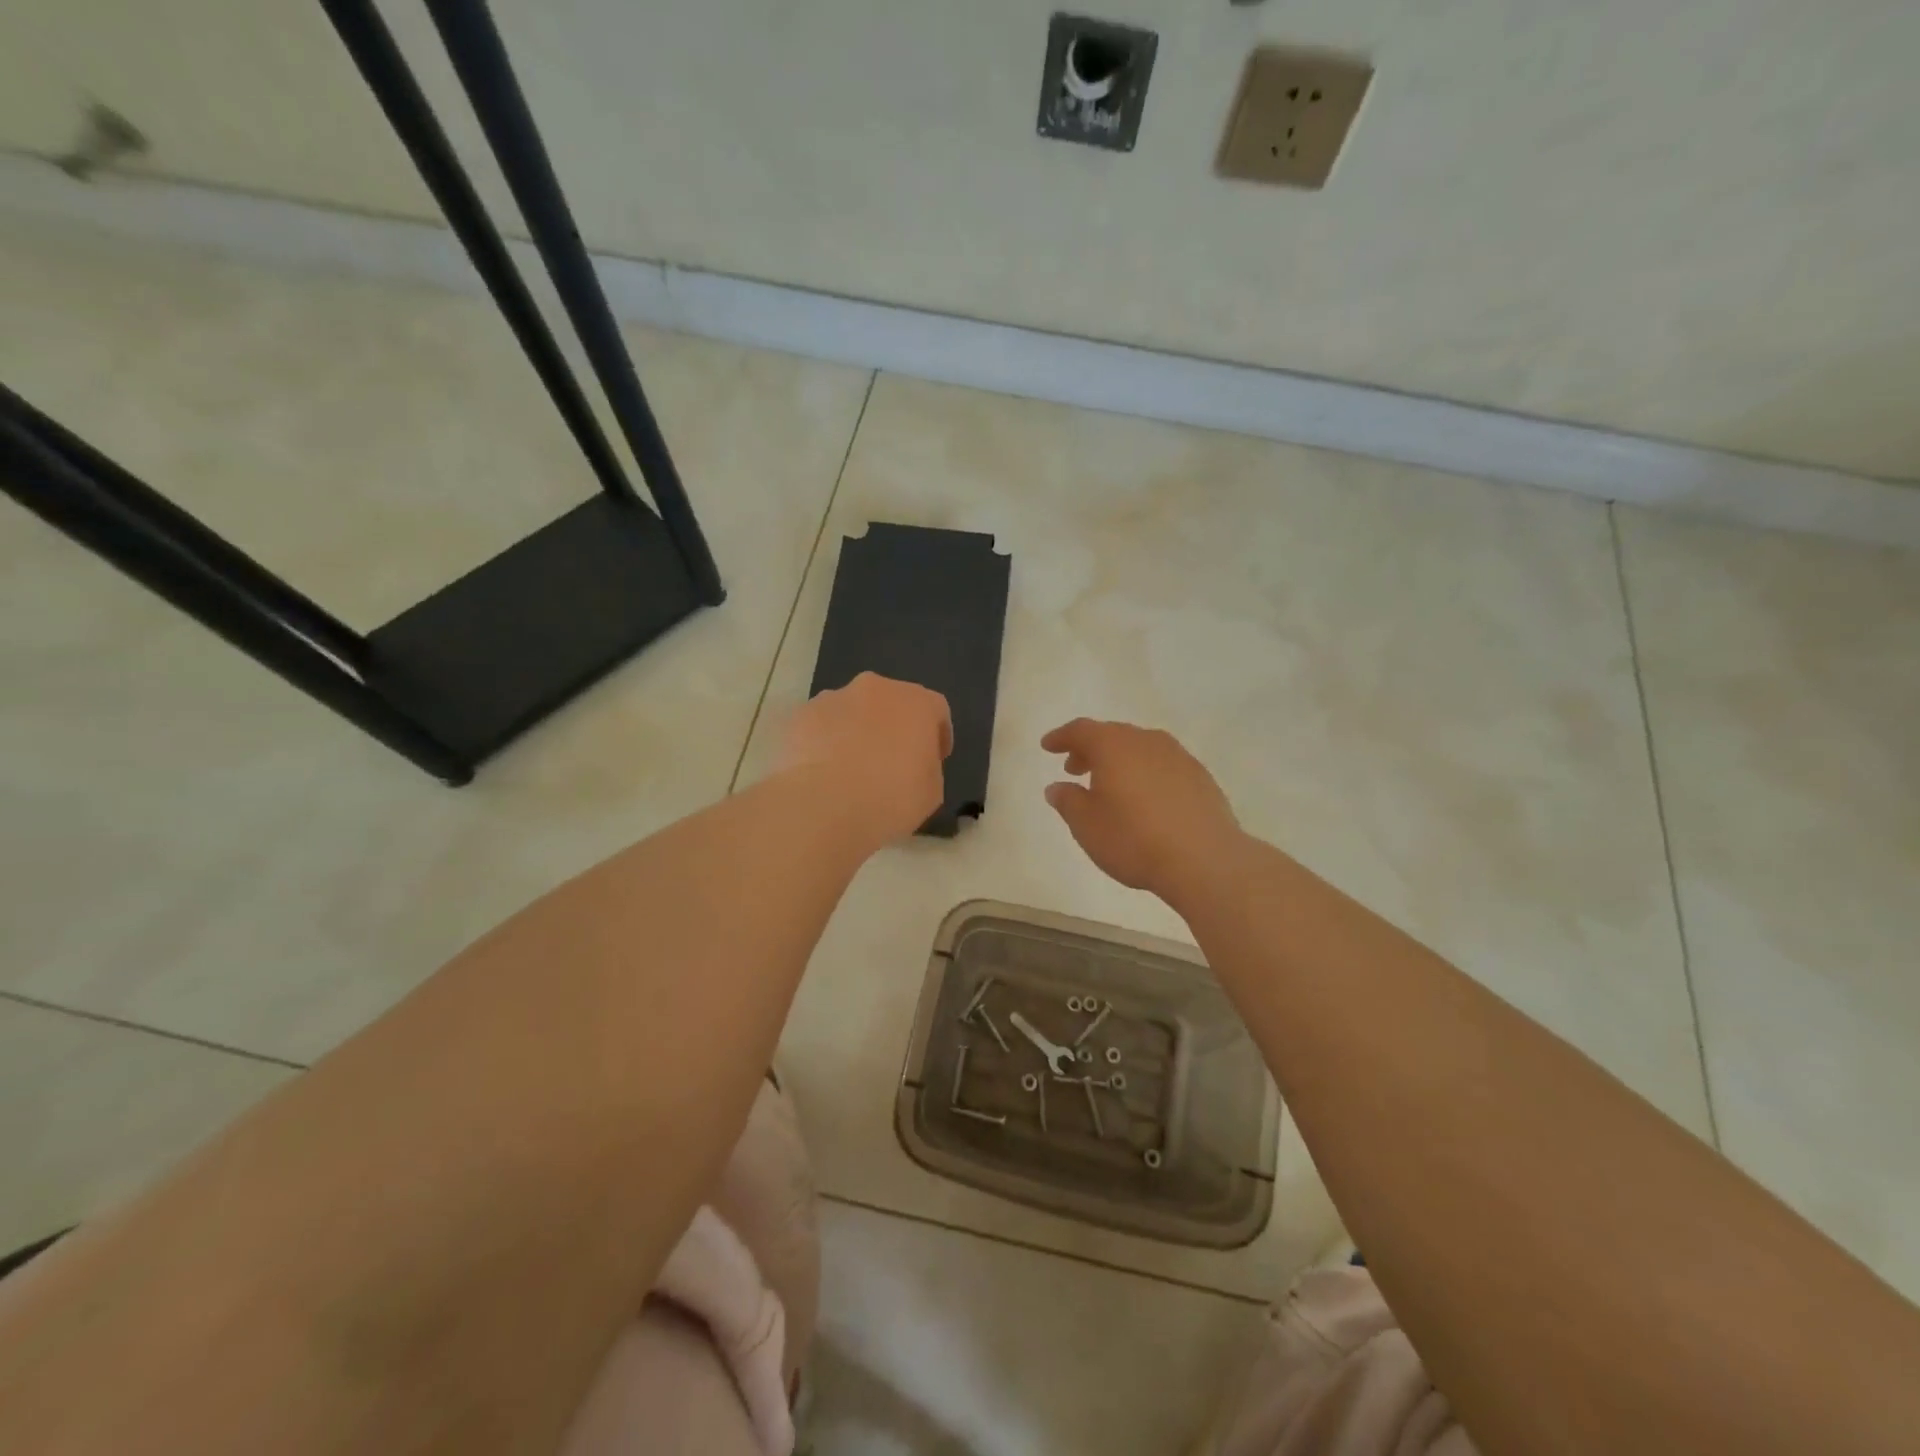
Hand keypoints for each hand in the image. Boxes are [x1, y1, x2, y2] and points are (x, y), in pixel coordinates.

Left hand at [779, 673, 952, 843]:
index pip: (936, 710)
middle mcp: (876, 688)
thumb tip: (913, 764)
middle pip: (890, 702)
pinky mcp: (800, 715)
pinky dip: (824, 741)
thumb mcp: (931, 792)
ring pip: (852, 710)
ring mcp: (833, 698)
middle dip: (893, 726)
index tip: (933, 760)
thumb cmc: (891, 799)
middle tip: (891, 761)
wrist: (825, 806)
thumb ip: (927, 767)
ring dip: (856, 730)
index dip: (937, 735)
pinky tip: (822, 771)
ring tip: (850, 769)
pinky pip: (820, 726)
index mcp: (917, 703)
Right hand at [1041, 719, 1241, 901]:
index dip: (1061, 737)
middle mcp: (1146, 741)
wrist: (1205, 860)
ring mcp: (1177, 756)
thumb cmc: (1134, 839)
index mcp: (1113, 745)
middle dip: (1090, 749)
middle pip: (1111, 735)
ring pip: (1139, 748)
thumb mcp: (1087, 826)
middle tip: (1074, 769)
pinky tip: (1144, 799)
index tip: (1048, 746)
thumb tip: (1057, 787)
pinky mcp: (1200, 776)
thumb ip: (1068, 801)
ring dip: (1119, 761)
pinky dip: (1145, 773)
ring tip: (1109, 785)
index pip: (1081, 730)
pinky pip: (1162, 765)